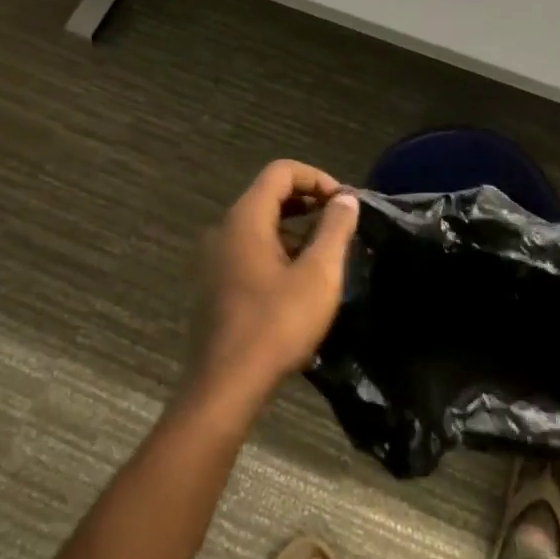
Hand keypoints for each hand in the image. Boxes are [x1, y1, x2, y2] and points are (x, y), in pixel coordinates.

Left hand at [191, 160, 359, 411]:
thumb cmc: (276, 325)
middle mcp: (223, 231)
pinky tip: (300, 280)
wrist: (225, 386)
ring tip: (326, 252)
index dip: (317, 178)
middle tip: (340, 223)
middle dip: (308, 202)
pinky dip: (277, 250)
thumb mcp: (319, 275)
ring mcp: (214, 259)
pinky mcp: (214, 285)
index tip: (344, 203)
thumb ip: (335, 229)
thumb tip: (346, 199)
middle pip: (268, 195)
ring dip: (295, 228)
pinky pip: (249, 250)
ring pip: (259, 225)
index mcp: (245, 220)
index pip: (280, 172)